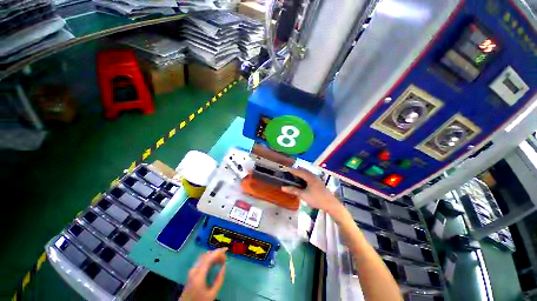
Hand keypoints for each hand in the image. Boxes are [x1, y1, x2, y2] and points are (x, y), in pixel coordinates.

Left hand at [179, 248, 226, 300]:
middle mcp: (194, 270)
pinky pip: (201, 261)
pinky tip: (214, 262)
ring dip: (212, 255)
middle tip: (224, 256)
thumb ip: (219, 280)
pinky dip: (208, 258)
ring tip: (220, 259)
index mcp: (198, 275)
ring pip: (203, 257)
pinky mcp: (191, 272)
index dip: (218, 252)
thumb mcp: (212, 294)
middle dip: (216, 253)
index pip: (209, 258)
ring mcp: (191, 271)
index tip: (226, 251)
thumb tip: (224, 266)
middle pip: (206, 256)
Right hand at [281, 168, 341, 214]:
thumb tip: (283, 187)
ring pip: (306, 173)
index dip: (291, 170)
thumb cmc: (316, 199)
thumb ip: (293, 190)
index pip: (298, 171)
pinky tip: (302, 180)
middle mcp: (313, 176)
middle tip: (289, 172)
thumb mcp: (303, 195)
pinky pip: (309, 176)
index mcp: (309, 177)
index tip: (285, 169)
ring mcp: (316, 178)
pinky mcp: (318, 182)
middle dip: (296, 170)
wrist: (330, 204)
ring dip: (300, 173)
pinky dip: (304, 176)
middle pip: (303, 170)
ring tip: (294, 175)